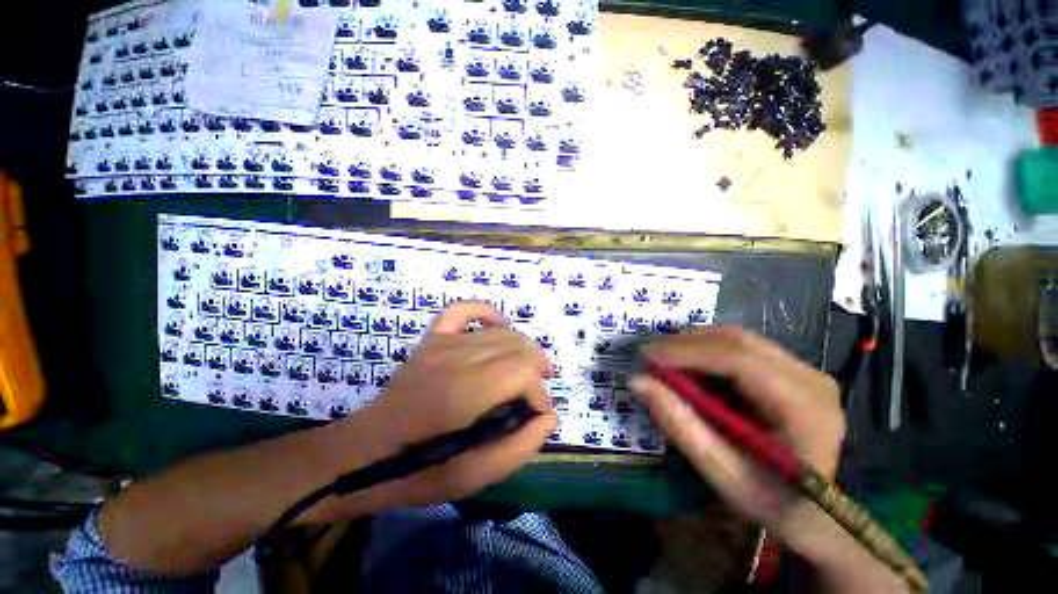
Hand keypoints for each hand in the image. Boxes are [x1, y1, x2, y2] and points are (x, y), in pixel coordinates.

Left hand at [317, 302, 556, 516]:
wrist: (365, 452)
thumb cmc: (418, 471)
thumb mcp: (473, 477)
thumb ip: (519, 448)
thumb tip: (549, 416)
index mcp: (463, 393)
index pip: (521, 372)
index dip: (539, 393)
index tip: (539, 413)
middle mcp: (455, 358)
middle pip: (516, 346)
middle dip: (538, 367)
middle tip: (539, 392)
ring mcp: (441, 343)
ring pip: (500, 332)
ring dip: (523, 348)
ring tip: (529, 369)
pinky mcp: (432, 339)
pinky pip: (463, 310)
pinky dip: (486, 313)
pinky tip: (500, 325)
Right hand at [630, 327, 904, 591]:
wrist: (818, 513)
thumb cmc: (772, 501)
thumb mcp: (721, 473)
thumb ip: (680, 425)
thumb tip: (638, 381)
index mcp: (805, 408)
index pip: (739, 360)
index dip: (687, 352)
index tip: (647, 356)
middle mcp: (811, 379)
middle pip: (739, 342)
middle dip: (686, 344)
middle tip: (650, 356)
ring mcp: (805, 371)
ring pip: (739, 339)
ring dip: (695, 345)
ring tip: (666, 360)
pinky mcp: (793, 370)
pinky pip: (743, 348)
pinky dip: (709, 351)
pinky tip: (691, 367)